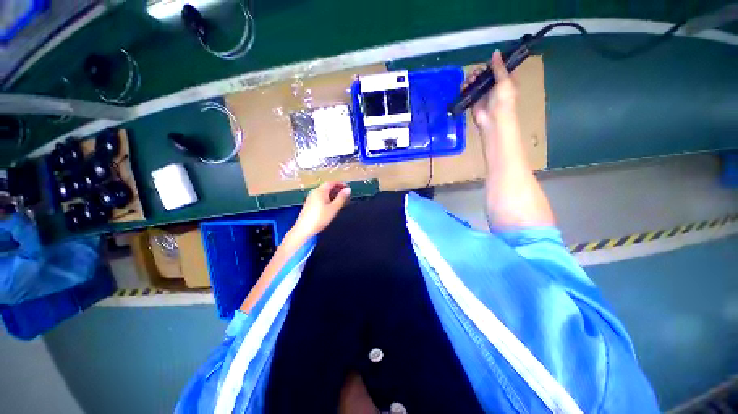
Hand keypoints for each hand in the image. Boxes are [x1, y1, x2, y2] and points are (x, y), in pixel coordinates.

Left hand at [291, 181, 350, 238]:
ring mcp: (311, 198)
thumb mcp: (334, 208)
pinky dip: (328, 198)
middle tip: (346, 194)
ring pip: (324, 192)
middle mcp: (314, 192)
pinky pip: (320, 197)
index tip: (348, 187)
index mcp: (320, 191)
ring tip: (341, 199)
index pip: (331, 183)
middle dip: (337, 188)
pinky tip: (332, 205)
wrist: (304, 229)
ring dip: (333, 194)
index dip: (340, 183)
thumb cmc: (320, 218)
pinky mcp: (309, 204)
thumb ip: (341, 198)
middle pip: (327, 187)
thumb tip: (348, 189)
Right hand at [463, 50, 517, 129]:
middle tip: (476, 74)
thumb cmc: (504, 101)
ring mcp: (482, 93)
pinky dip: (464, 87)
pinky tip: (464, 87)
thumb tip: (495, 51)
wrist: (493, 120)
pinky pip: (467, 91)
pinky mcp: (473, 100)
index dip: (492, 63)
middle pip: (484, 73)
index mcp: (505, 79)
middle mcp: (493, 85)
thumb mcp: (505, 81)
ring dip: (471, 78)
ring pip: (474, 81)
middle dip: (479, 71)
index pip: (498, 67)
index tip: (487, 62)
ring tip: (470, 81)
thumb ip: (499, 67)